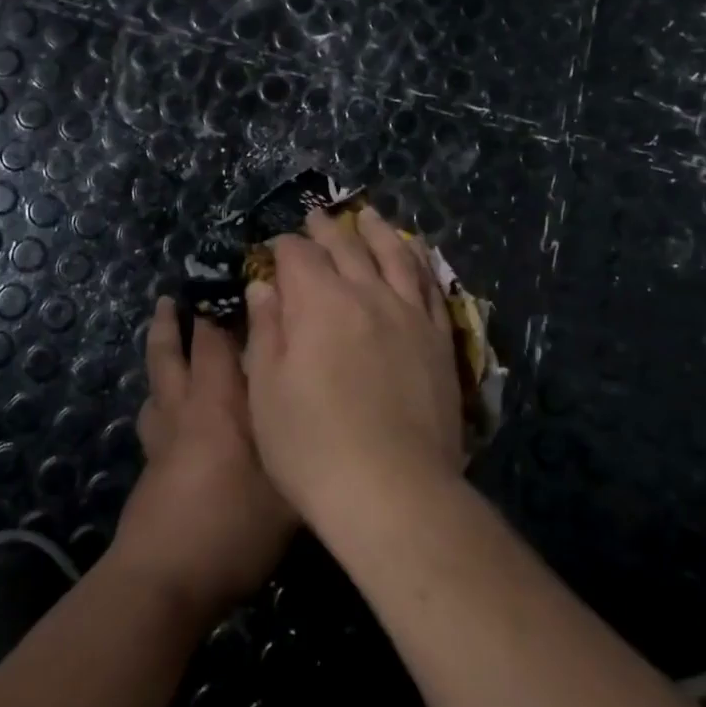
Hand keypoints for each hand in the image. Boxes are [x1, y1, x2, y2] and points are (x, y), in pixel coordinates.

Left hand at [111, 296, 296, 618]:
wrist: (164, 581)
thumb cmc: (232, 527)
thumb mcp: (289, 491)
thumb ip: (307, 451)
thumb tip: (327, 420)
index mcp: (218, 404)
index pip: (215, 344)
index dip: (219, 313)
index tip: (227, 287)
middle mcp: (186, 412)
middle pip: (171, 355)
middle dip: (173, 324)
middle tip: (172, 297)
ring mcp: (162, 441)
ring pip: (156, 385)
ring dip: (160, 358)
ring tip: (165, 340)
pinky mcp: (151, 470)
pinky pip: (154, 419)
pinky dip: (159, 402)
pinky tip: (168, 413)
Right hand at [243, 206, 466, 523]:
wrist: (393, 490)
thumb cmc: (312, 446)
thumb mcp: (267, 390)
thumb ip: (267, 330)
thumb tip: (265, 287)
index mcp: (319, 302)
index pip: (298, 256)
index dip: (283, 248)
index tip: (275, 249)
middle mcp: (367, 294)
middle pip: (346, 247)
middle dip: (326, 229)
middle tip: (317, 216)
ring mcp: (409, 314)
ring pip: (394, 255)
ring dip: (377, 231)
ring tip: (367, 216)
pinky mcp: (440, 337)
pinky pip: (431, 284)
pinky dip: (419, 260)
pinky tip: (415, 253)